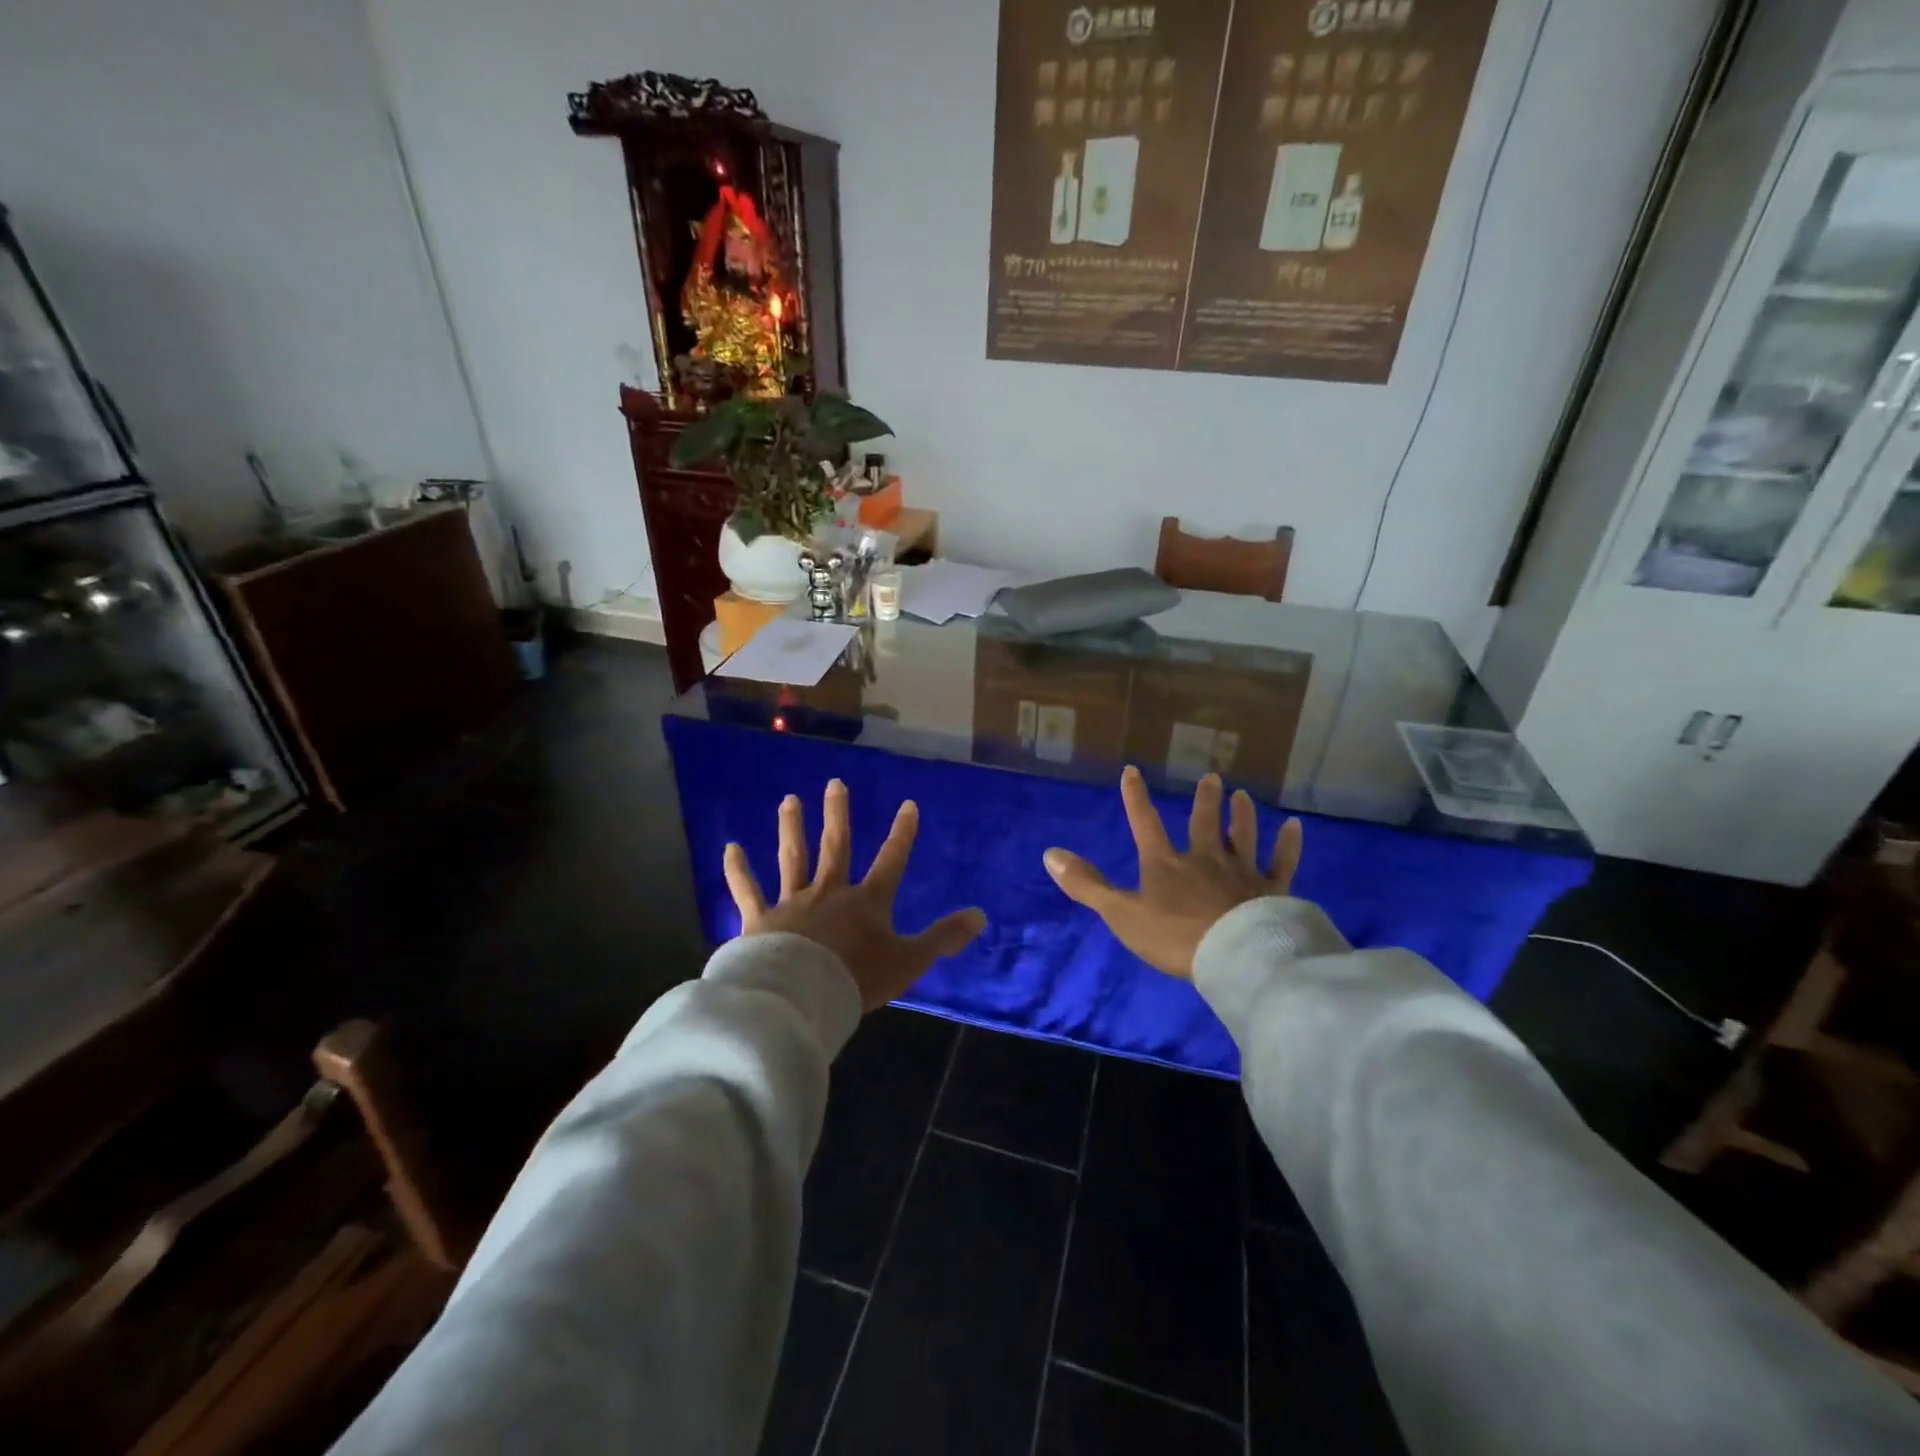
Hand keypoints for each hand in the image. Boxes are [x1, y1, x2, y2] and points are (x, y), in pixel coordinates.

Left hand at [723, 779, 987, 1010]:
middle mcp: (829, 892)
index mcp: (867, 902)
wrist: (802, 996)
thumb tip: (981, 915)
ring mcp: (793, 902)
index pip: (891, 860)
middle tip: (834, 784)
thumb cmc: (858, 978)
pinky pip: (747, 890)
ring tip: (789, 800)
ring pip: (793, 858)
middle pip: (835, 846)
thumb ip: (943, 938)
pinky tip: (730, 848)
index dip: (902, 834)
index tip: (908, 805)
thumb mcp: (910, 961)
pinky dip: (738, 870)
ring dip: (791, 828)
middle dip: (837, 814)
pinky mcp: (761, 919)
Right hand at [1043, 767, 1301, 979]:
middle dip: (1205, 800)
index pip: (1145, 824)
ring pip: (1243, 836)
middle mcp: (1205, 859)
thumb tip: (1050, 853)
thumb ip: (1087, 884)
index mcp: (1165, 864)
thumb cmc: (1174, 936)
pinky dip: (1288, 844)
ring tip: (1242, 795)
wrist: (1234, 957)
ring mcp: (1241, 873)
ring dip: (1241, 815)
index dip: (1136, 798)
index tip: (1132, 771)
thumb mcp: (1121, 913)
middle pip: (1204, 823)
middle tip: (1212, 777)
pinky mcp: (1272, 891)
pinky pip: (1282, 862)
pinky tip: (1294, 826)